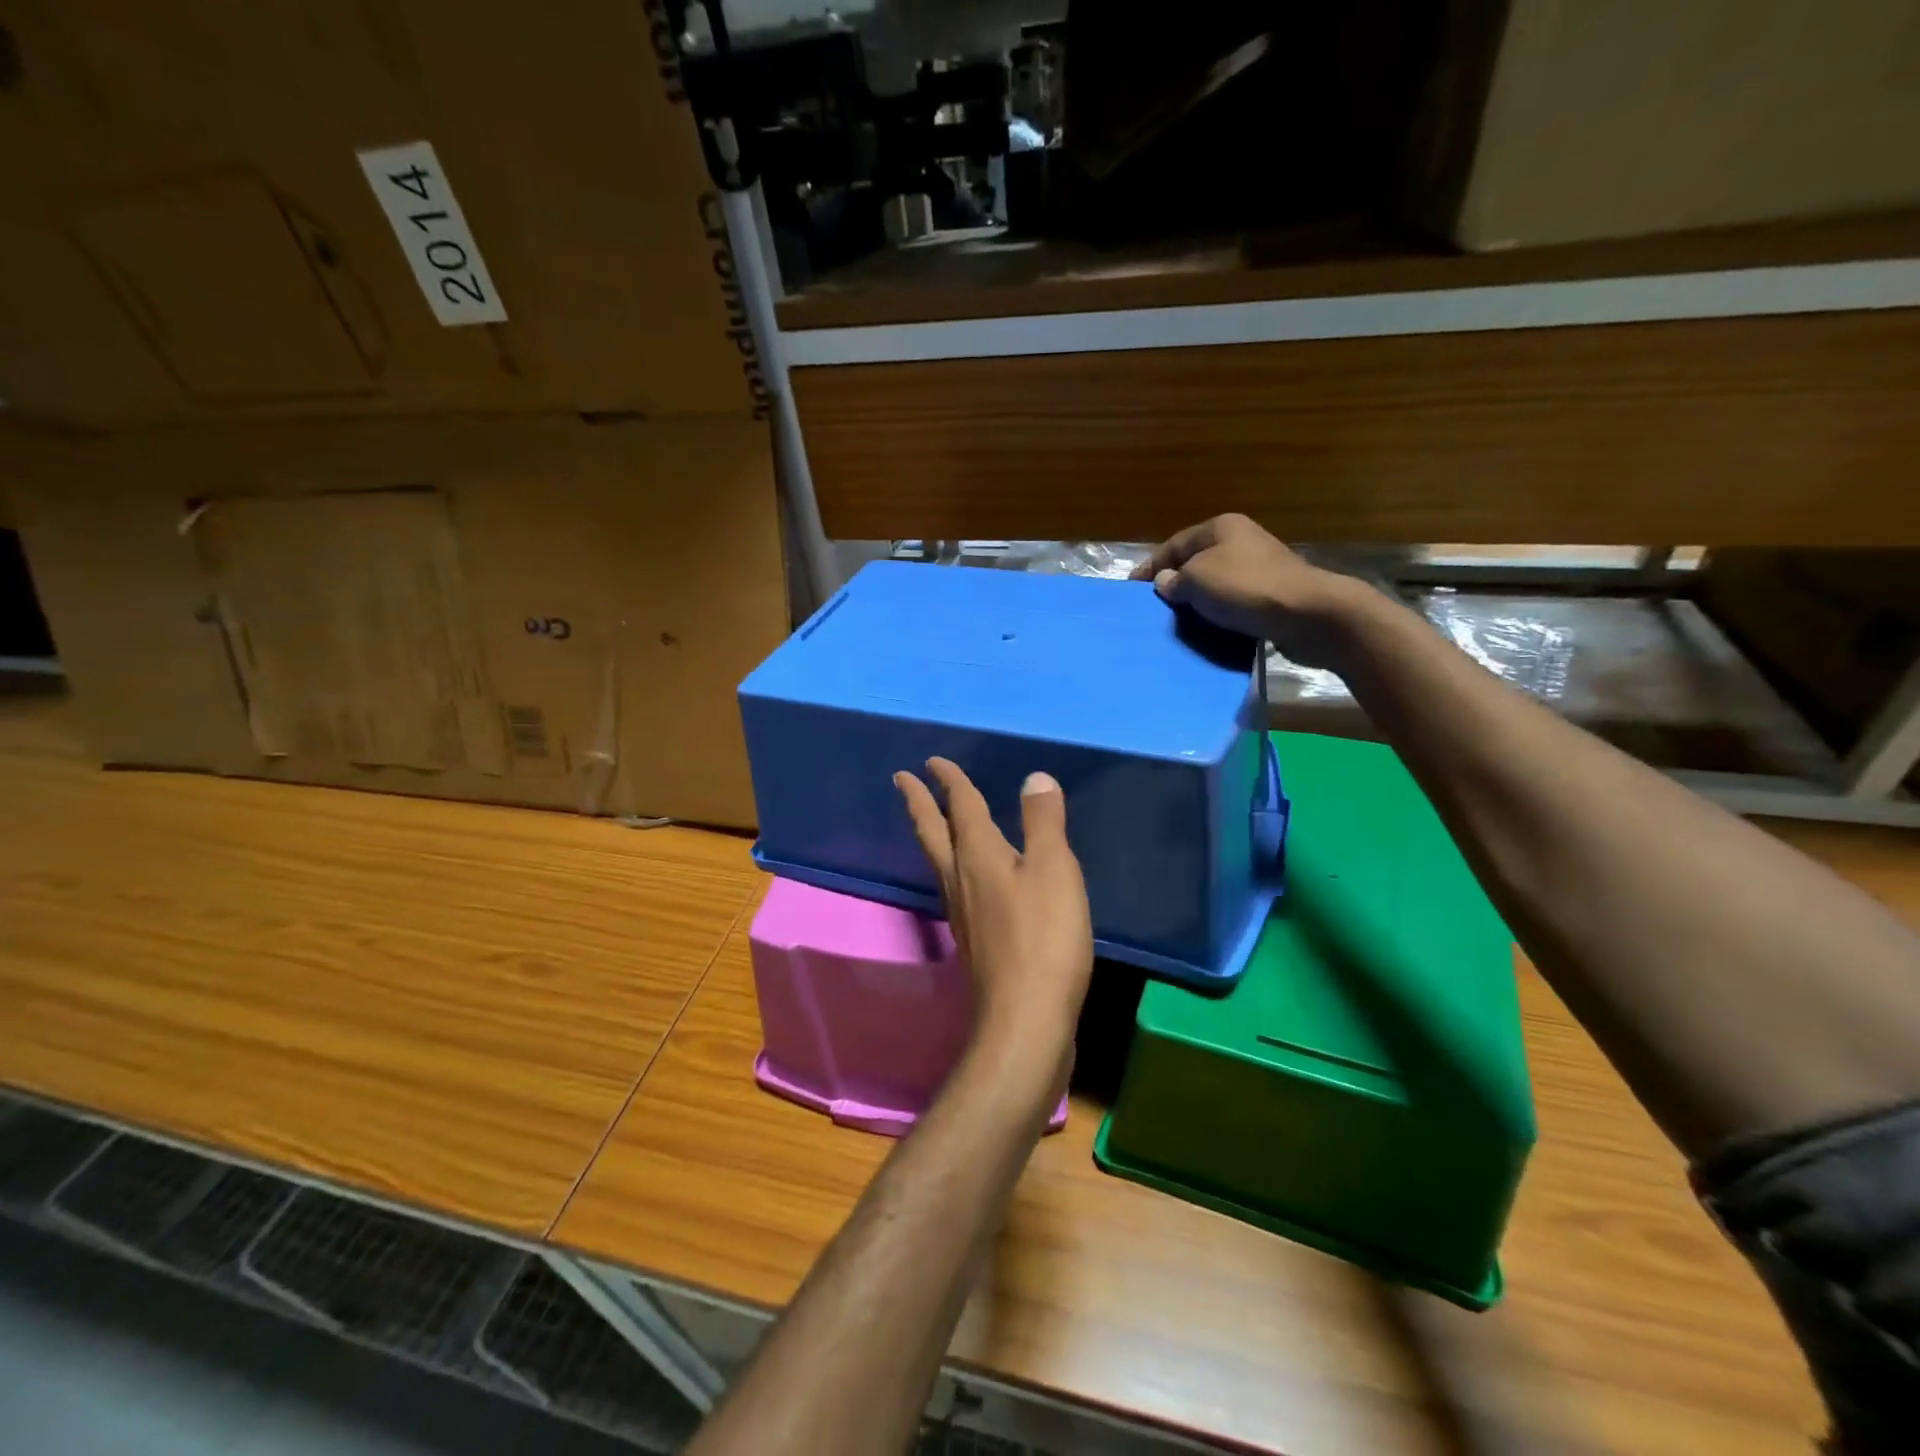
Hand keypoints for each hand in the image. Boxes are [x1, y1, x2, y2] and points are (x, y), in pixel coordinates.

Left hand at [894, 759, 1093, 1072]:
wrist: (1024, 1020)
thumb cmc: (1044, 939)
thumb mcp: (1054, 870)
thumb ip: (1043, 823)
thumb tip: (1033, 777)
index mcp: (978, 856)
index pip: (960, 807)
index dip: (949, 782)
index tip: (930, 762)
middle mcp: (960, 880)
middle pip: (933, 832)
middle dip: (918, 803)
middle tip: (901, 779)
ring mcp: (961, 913)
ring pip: (939, 861)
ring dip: (931, 833)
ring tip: (931, 821)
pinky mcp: (972, 940)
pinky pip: (955, 887)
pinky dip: (953, 866)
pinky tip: (967, 878)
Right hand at [1133, 513, 1368, 669]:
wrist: (1307, 614)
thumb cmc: (1246, 588)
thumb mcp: (1198, 579)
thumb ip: (1176, 580)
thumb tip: (1166, 582)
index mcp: (1220, 528)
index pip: (1174, 544)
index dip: (1151, 566)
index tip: (1132, 588)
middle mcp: (1241, 541)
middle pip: (1196, 562)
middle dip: (1175, 583)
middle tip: (1154, 607)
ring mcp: (1259, 567)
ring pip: (1216, 583)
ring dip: (1198, 601)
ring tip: (1178, 622)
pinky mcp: (1272, 594)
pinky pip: (1234, 602)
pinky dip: (1219, 614)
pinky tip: (1209, 629)